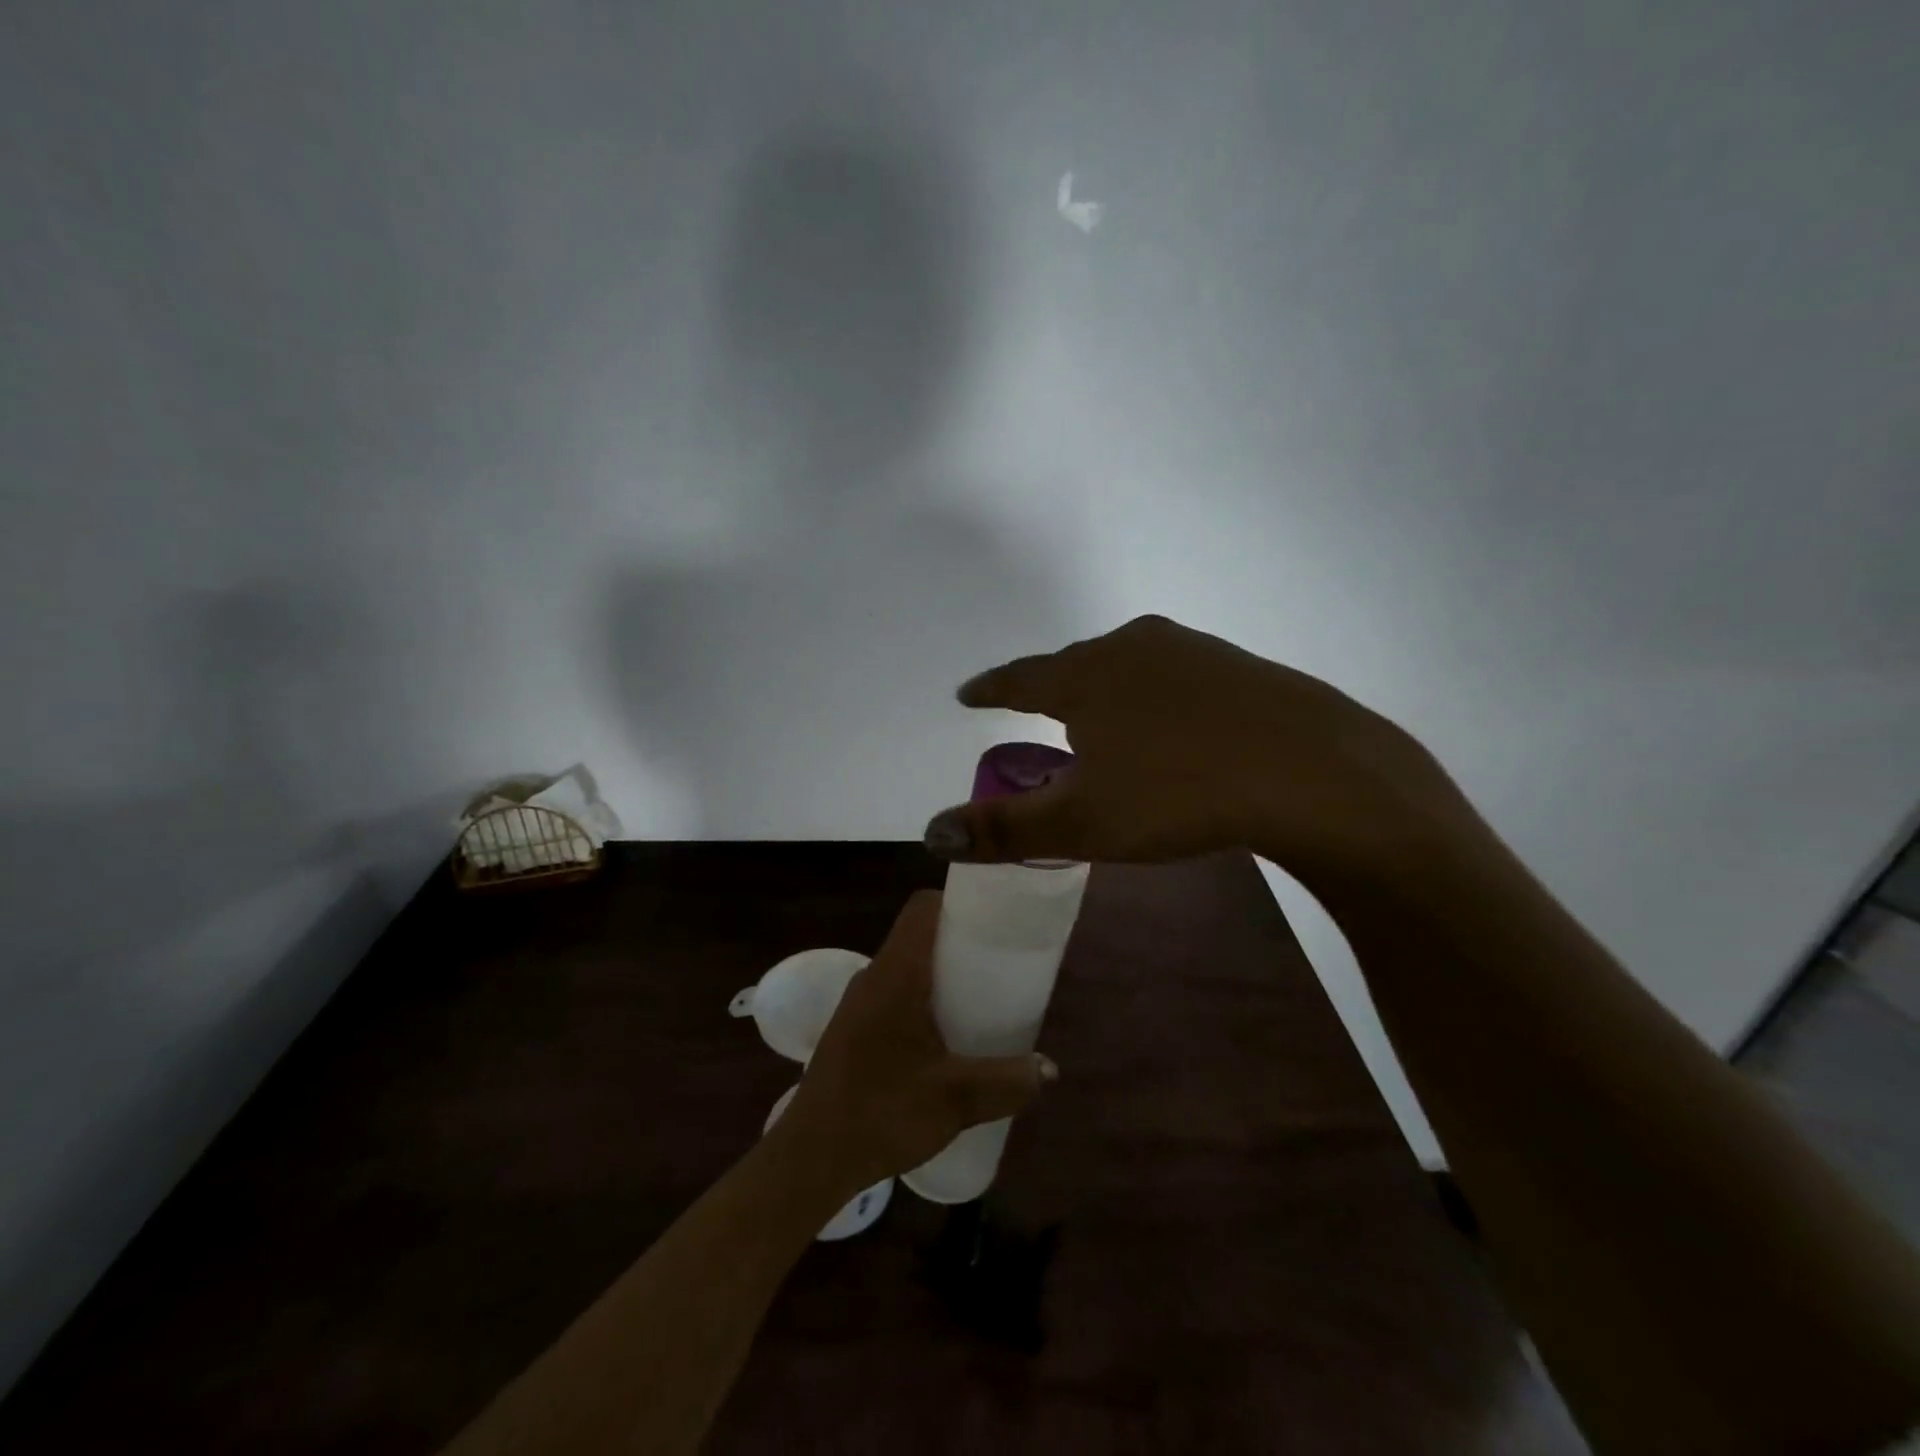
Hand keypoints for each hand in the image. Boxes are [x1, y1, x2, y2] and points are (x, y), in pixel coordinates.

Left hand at [782, 891, 1055, 1192]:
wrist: (811, 1157)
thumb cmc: (882, 1112)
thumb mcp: (956, 1098)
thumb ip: (1007, 1081)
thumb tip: (1050, 1070)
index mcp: (895, 974)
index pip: (922, 908)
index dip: (958, 902)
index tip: (994, 920)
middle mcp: (874, 977)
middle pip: (919, 936)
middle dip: (960, 942)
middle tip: (1000, 964)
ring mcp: (859, 1003)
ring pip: (907, 967)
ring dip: (942, 975)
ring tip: (981, 999)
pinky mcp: (853, 1028)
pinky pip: (895, 994)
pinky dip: (924, 999)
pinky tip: (946, 1038)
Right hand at [920, 614, 1480, 893]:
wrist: (1313, 772)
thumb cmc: (1180, 794)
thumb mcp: (1083, 823)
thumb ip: (1005, 830)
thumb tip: (932, 832)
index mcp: (1085, 676)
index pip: (1019, 678)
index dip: (990, 689)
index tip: (968, 693)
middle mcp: (1131, 647)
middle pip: (1072, 665)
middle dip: (1049, 689)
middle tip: (1035, 713)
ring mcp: (1189, 649)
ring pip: (1126, 666)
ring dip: (1103, 690)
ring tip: (1099, 719)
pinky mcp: (1236, 664)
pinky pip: (1172, 676)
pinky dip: (1152, 696)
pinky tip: (1170, 724)